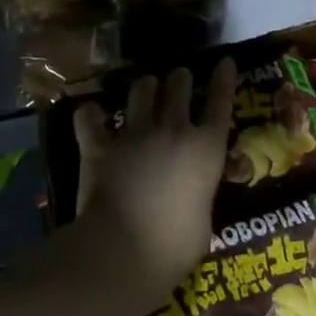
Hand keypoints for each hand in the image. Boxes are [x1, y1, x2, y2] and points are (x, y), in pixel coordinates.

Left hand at [70, 59, 235, 312]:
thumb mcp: (204, 220)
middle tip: (178, 81)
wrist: (122, 252)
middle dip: (179, 79)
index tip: (225, 62)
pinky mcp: (100, 146)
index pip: (220, 102)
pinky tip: (92, 117)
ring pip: (141, 89)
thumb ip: (199, 196)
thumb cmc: (176, 246)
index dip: (224, 79)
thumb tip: (193, 198)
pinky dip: (91, 116)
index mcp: (206, 149)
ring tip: (144, 90)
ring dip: (145, 87)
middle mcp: (173, 130)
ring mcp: (134, 134)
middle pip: (178, 84)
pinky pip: (90, 118)